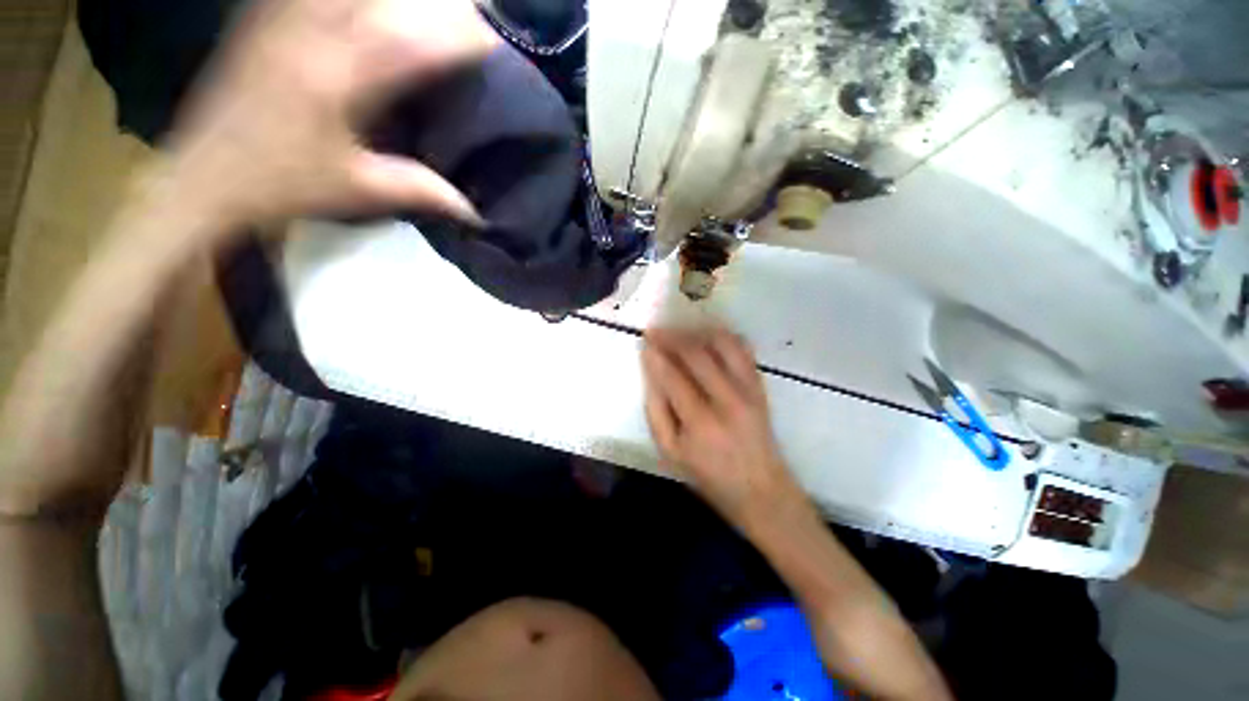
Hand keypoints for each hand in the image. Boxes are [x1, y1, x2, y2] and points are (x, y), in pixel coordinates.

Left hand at [166, 0, 496, 231]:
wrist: (202, 175)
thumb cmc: (282, 185)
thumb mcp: (360, 192)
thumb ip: (423, 193)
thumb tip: (477, 213)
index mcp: (337, 78)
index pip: (413, 41)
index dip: (459, 36)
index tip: (494, 40)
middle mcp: (309, 31)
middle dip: (434, 3)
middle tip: (468, 15)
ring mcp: (282, 15)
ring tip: (421, 8)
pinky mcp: (264, 14)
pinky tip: (364, 6)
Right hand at [641, 328, 803, 528]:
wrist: (762, 490)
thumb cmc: (710, 476)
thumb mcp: (671, 453)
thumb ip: (656, 412)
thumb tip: (650, 374)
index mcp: (701, 421)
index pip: (673, 375)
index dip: (656, 354)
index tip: (644, 339)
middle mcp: (728, 399)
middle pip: (697, 354)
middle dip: (672, 337)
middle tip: (656, 330)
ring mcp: (749, 389)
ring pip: (722, 344)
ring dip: (697, 332)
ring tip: (679, 333)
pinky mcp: (760, 386)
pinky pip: (743, 349)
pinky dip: (723, 337)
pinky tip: (707, 336)